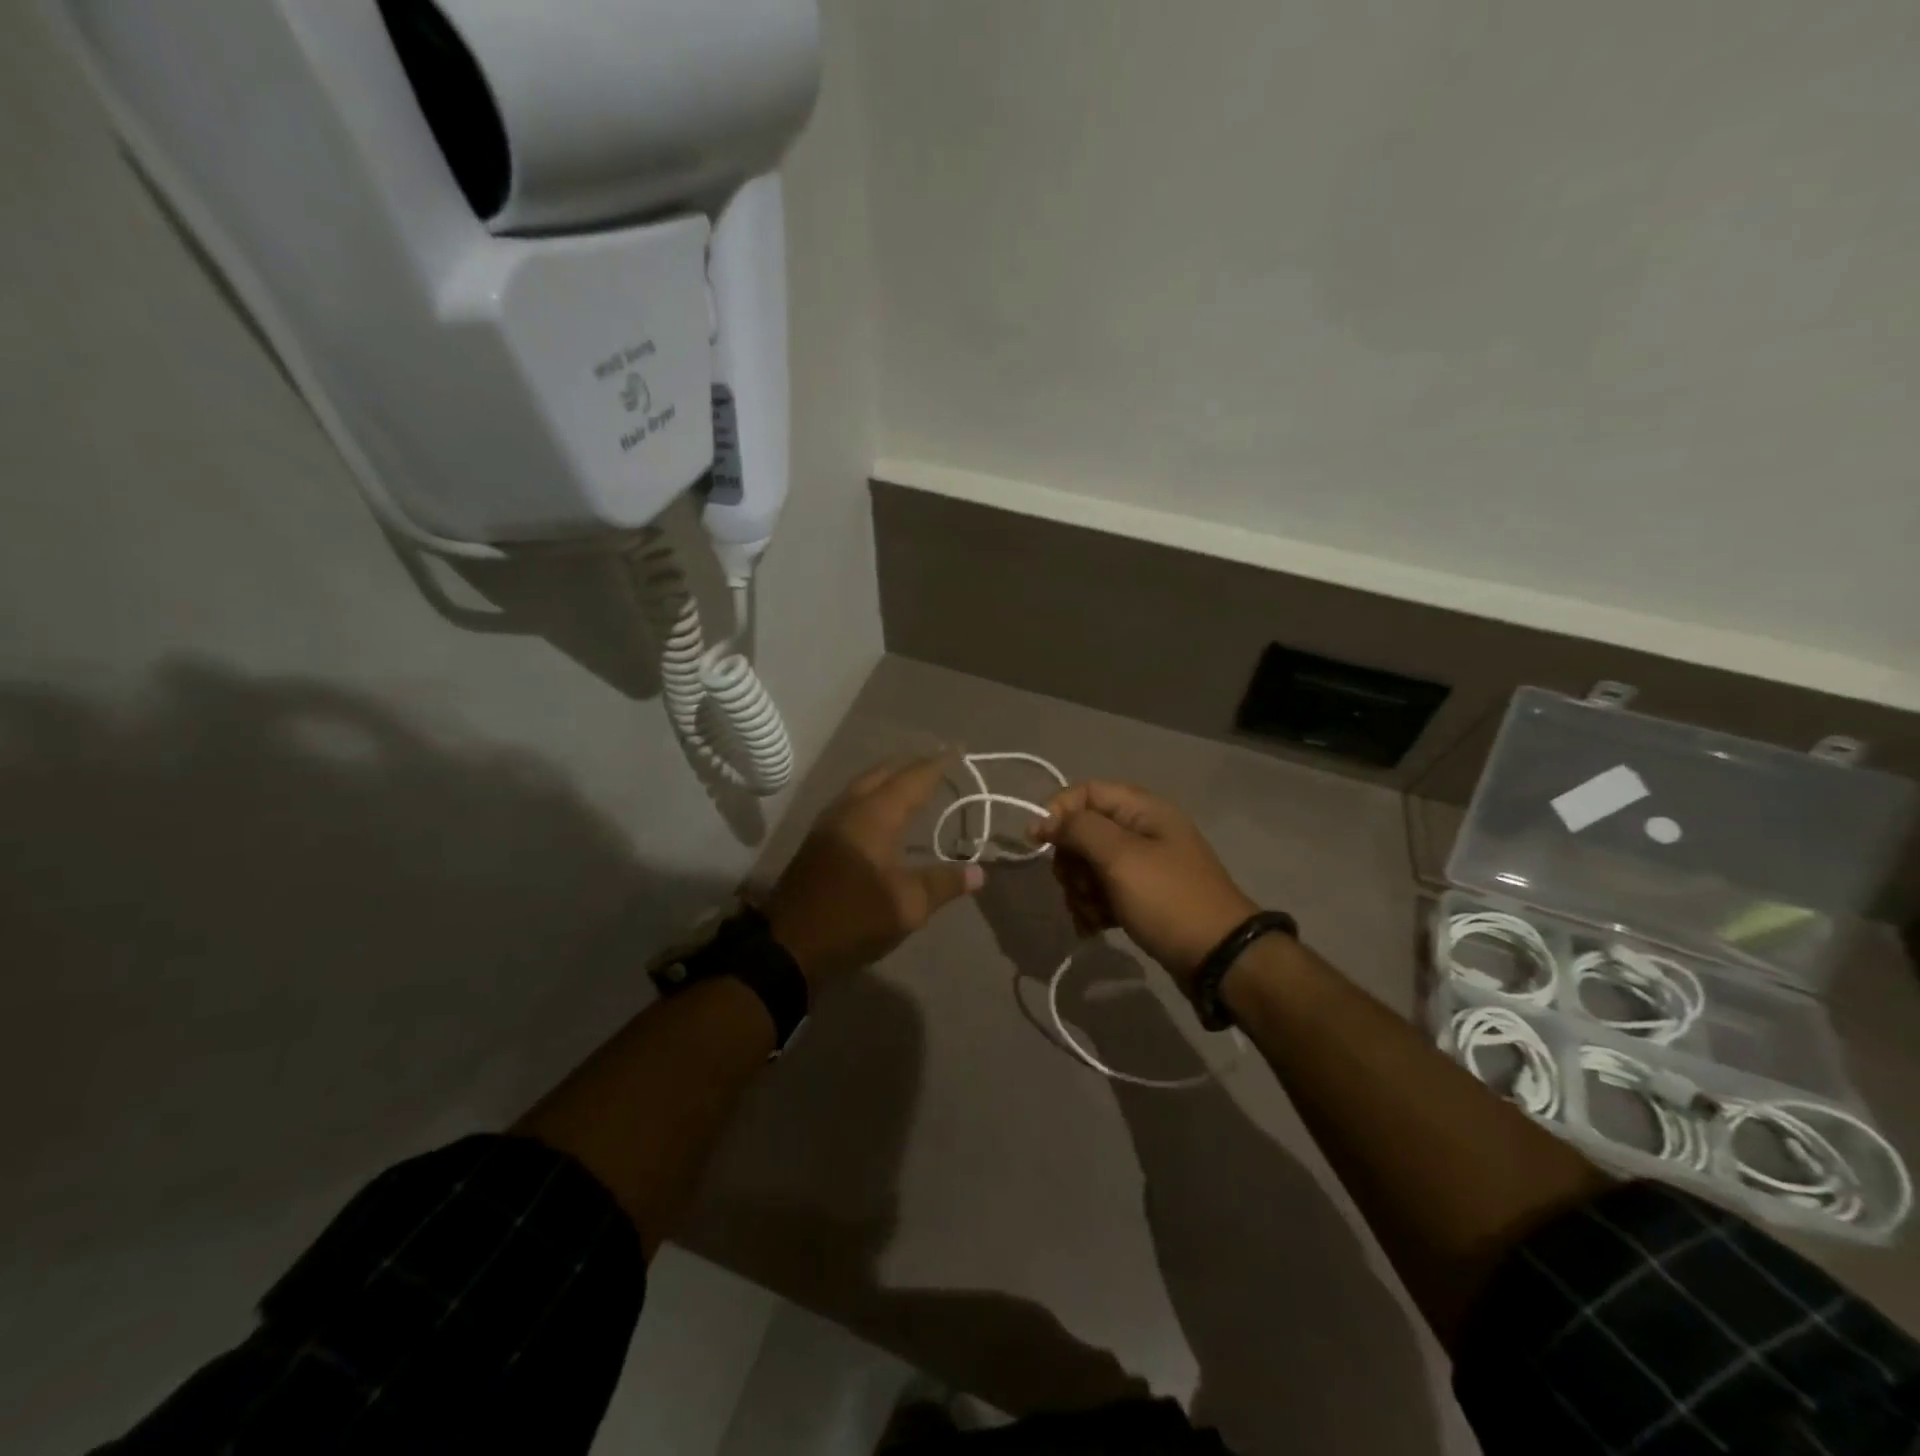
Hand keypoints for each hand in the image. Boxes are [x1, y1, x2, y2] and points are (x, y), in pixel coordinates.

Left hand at [765, 755, 983, 984]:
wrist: (789, 944)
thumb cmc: (853, 918)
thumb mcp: (908, 906)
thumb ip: (944, 883)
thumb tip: (979, 872)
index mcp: (874, 816)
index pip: (912, 779)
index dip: (937, 764)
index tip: (958, 749)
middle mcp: (849, 809)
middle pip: (883, 773)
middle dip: (912, 765)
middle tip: (939, 762)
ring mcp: (828, 823)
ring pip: (863, 785)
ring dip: (890, 778)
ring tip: (913, 781)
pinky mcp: (818, 840)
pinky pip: (852, 801)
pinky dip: (874, 794)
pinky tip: (882, 811)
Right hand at [1035, 782, 1258, 987]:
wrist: (1219, 958)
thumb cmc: (1168, 899)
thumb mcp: (1121, 857)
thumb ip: (1079, 829)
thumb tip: (1044, 820)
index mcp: (1143, 810)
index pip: (1086, 792)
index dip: (1059, 813)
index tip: (1040, 843)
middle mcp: (1142, 831)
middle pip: (1083, 832)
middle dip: (1071, 862)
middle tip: (1080, 886)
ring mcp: (1142, 867)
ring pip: (1088, 866)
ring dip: (1080, 891)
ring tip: (1093, 914)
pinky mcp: (1141, 898)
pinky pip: (1102, 893)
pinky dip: (1093, 908)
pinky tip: (1095, 928)